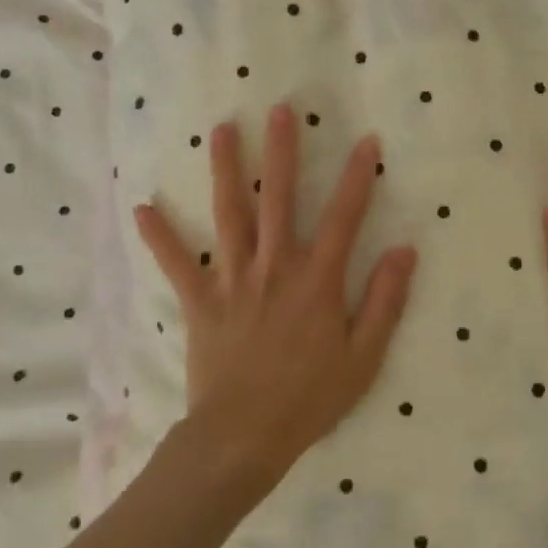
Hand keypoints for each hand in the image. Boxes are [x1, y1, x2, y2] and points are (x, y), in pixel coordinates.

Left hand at [134, 103, 419, 491]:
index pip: (343, 217)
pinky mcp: (201, 301)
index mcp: (316, 280)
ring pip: (229, 215)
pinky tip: (143, 207)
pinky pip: (178, 264)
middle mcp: (274, 267)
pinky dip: (160, 236)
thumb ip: (384, 300)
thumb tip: (404, 250)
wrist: (244, 437)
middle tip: (280, 109)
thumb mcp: (364, 356)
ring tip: (222, 130)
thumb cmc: (310, 398)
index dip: (358, 177)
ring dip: (227, 170)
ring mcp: (233, 280)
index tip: (367, 140)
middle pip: (279, 199)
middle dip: (282, 152)